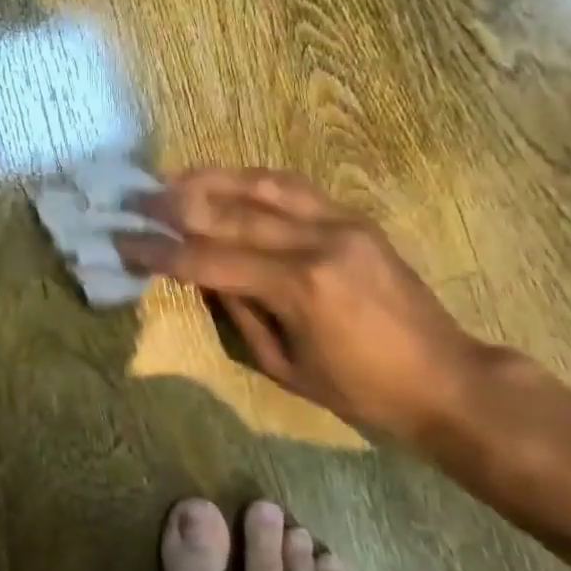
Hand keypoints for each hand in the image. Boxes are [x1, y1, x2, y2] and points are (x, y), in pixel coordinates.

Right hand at [118, 168, 488, 439]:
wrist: (448, 380)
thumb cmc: (363, 392)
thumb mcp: (286, 367)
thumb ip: (239, 312)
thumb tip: (201, 273)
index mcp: (300, 288)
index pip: (211, 259)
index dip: (161, 250)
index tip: (123, 240)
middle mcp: (317, 242)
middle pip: (230, 212)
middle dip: (175, 206)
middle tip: (135, 200)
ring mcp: (341, 221)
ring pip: (262, 184)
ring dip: (211, 178)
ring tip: (171, 178)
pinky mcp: (355, 216)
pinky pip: (294, 186)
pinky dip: (253, 178)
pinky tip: (227, 179)